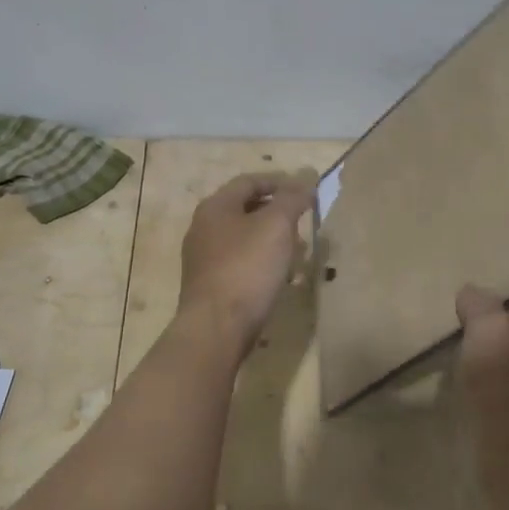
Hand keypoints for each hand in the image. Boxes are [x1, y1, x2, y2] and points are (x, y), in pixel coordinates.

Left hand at [178, 170, 317, 354]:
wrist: (216, 328)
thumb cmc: (247, 268)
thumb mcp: (276, 226)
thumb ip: (292, 199)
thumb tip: (305, 181)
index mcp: (215, 207)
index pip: (248, 181)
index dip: (279, 181)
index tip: (305, 191)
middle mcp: (204, 228)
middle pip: (244, 209)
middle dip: (277, 212)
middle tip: (303, 221)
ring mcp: (204, 259)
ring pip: (244, 238)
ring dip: (272, 240)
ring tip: (298, 251)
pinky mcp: (210, 286)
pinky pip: (241, 264)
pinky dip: (262, 262)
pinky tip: (280, 277)